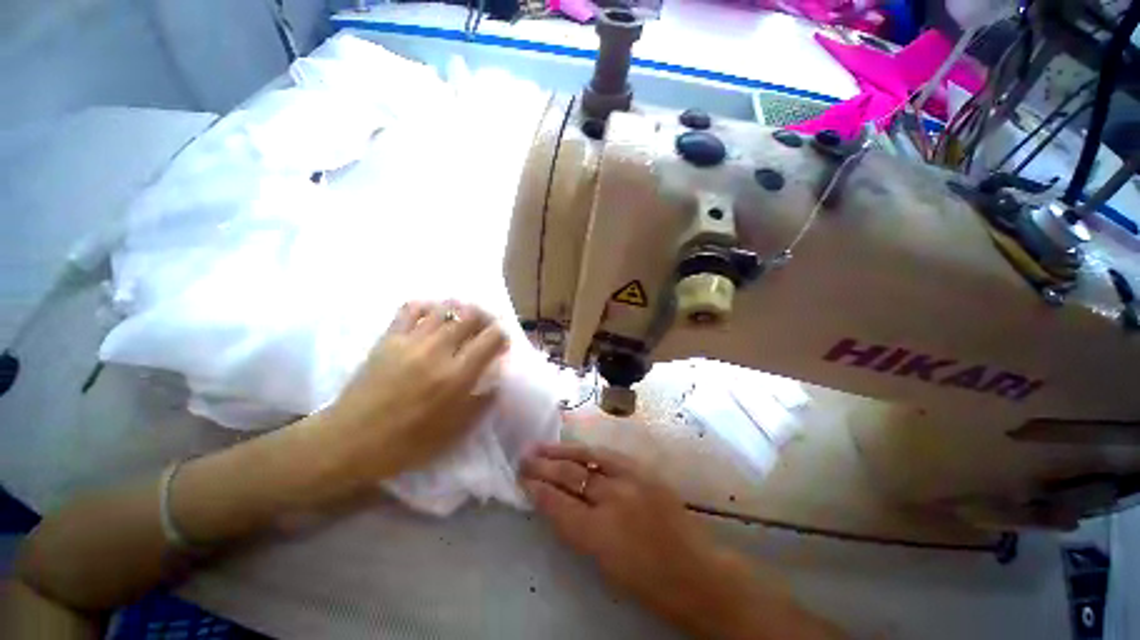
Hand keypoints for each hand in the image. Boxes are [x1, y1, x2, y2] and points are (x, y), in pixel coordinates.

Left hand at [321, 300, 507, 483]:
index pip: (491, 339)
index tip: (502, 344)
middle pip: (471, 316)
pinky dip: (428, 307)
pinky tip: (433, 317)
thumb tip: (496, 379)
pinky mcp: (389, 338)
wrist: (350, 441)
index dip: (502, 336)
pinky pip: (411, 309)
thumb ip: (482, 402)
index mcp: (457, 376)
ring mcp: (411, 341)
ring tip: (463, 320)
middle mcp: (438, 351)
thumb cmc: (407, 442)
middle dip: (486, 318)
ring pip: (444, 308)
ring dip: (461, 310)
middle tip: (486, 329)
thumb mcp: (455, 431)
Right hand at [520, 443, 842, 639]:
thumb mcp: (603, 564)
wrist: (697, 572)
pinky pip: (609, 455)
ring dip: (561, 451)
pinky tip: (576, 448)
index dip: (537, 489)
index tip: (522, 479)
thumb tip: (558, 502)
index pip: (557, 504)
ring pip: (587, 458)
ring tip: (542, 446)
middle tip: (524, 457)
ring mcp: (630, 480)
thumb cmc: (648, 582)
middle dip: (543, 467)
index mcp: (598, 534)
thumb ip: (578, 529)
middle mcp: (611, 500)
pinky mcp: (644, 471)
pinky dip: (588, 451)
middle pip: (570, 476)